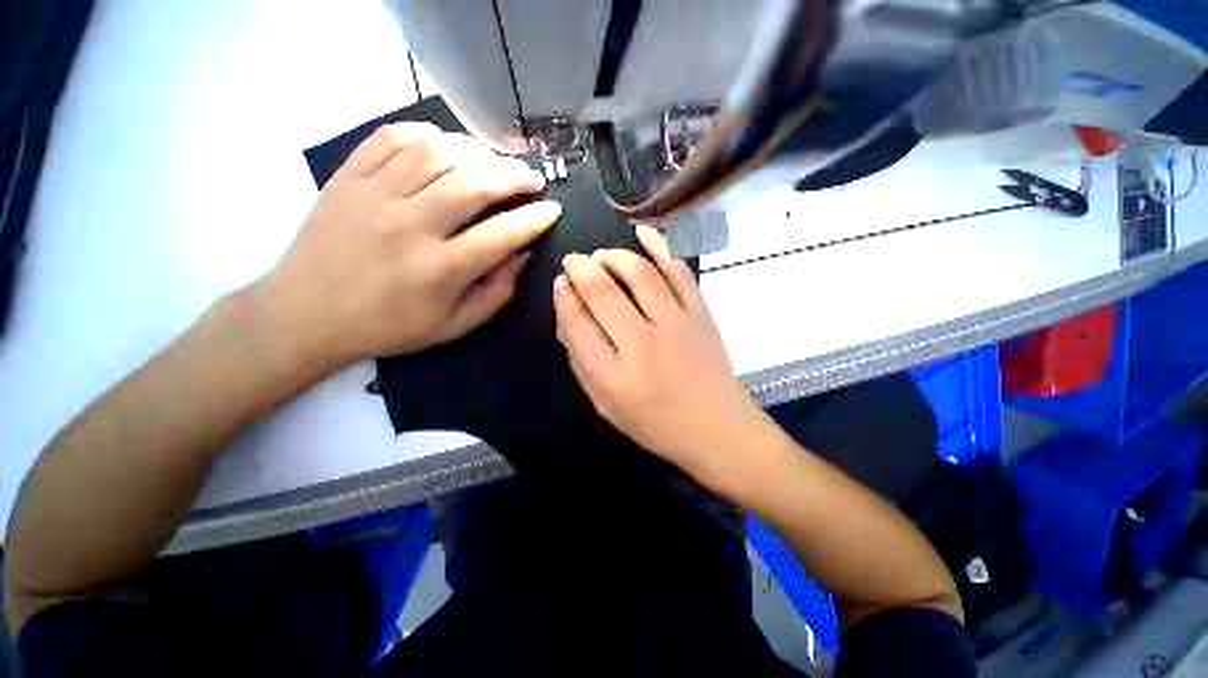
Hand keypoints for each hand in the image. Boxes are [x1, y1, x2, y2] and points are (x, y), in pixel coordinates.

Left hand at [253, 123, 560, 366]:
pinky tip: (444, 146)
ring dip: (477, 151)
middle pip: (474, 183)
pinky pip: (391, 138)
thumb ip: (497, 293)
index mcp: (440, 270)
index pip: (503, 234)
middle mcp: (411, 227)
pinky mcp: (347, 178)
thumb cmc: (389, 326)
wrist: (306, 315)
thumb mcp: (455, 326)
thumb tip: (522, 254)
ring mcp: (375, 196)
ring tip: (494, 161)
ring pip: (437, 153)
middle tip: (532, 177)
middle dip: (514, 175)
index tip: (553, 209)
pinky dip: (426, 134)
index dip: (535, 218)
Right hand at [553, 226, 773, 488]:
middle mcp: (642, 344)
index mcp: (613, 375)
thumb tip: (568, 316)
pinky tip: (642, 233)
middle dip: (581, 269)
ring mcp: (676, 324)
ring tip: (601, 255)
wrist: (715, 427)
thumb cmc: (654, 422)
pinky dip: (660, 247)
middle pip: (603, 292)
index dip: (564, 297)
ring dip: (613, 256)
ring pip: (638, 274)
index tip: (560, 283)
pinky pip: (678, 271)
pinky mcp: (700, 313)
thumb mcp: (605, 404)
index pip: (577, 323)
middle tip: (574, 261)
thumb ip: (581, 362)